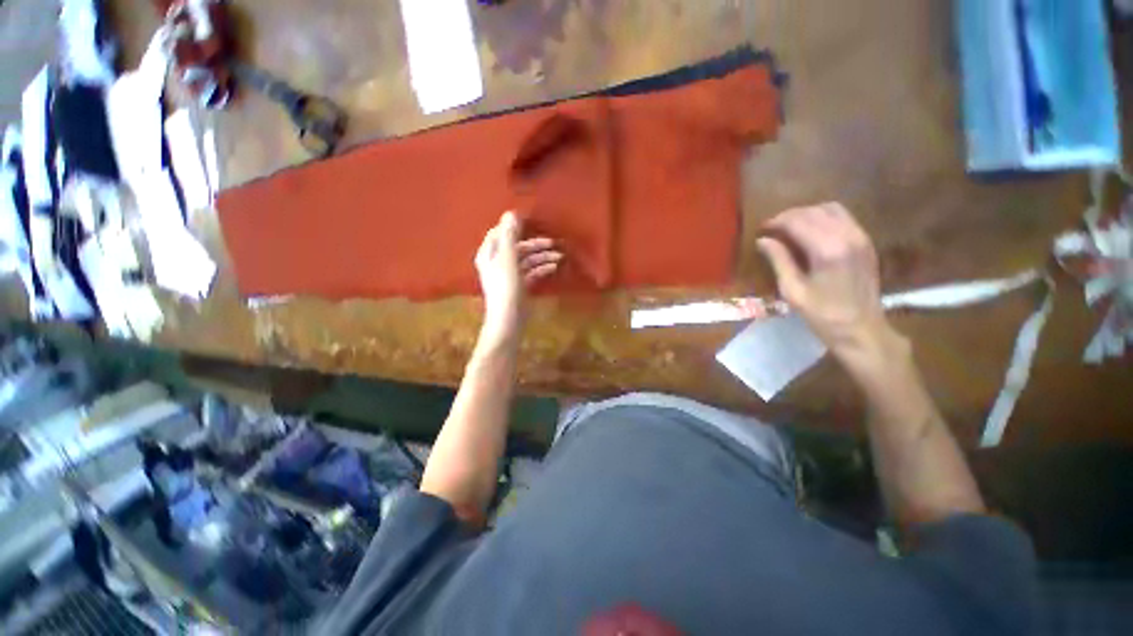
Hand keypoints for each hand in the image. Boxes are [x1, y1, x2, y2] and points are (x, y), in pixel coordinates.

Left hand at [475, 212, 561, 346]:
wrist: (509, 318)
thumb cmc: (506, 286)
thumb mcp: (508, 258)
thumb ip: (509, 235)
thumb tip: (511, 212)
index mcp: (489, 254)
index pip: (499, 233)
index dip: (514, 227)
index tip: (532, 222)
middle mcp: (498, 262)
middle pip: (517, 247)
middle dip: (535, 245)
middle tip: (553, 243)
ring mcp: (509, 275)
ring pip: (527, 260)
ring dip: (542, 257)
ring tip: (559, 257)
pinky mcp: (520, 286)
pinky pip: (531, 272)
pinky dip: (542, 268)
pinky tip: (553, 267)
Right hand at [756, 203, 901, 363]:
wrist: (862, 330)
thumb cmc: (822, 315)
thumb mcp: (793, 290)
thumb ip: (779, 260)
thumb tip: (763, 240)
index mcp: (827, 250)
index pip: (798, 221)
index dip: (777, 221)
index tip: (761, 228)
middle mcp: (848, 236)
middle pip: (814, 211)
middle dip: (790, 216)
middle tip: (772, 228)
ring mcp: (861, 237)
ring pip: (831, 209)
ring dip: (807, 213)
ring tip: (790, 227)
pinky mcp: (866, 242)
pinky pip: (843, 217)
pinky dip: (823, 217)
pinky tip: (811, 231)